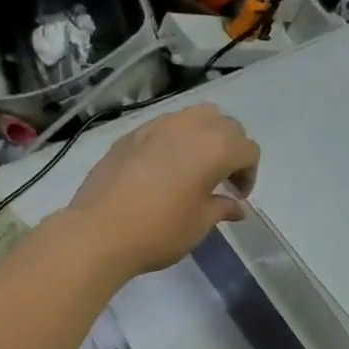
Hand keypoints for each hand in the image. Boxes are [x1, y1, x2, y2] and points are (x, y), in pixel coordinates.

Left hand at [65, 106, 259, 275]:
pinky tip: (165, 168)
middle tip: (223, 179)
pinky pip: (165, 126)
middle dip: (231, 149)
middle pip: (225, 125)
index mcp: (215, 148)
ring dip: (205, 137)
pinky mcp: (132, 134)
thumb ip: (222, 207)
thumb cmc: (160, 230)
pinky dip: (176, 140)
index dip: (249, 174)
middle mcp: (189, 127)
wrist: (99, 232)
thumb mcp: (200, 223)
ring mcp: (157, 126)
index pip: (248, 150)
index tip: (237, 196)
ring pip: (195, 116)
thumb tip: (236, 206)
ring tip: (196, 166)